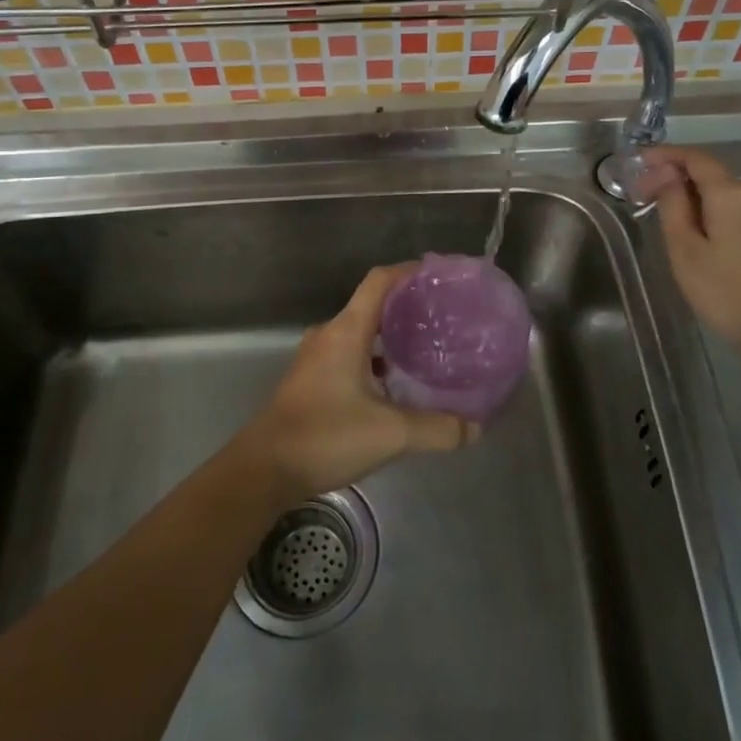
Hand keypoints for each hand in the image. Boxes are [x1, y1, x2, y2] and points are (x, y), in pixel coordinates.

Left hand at [236, 264, 479, 498]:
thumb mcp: (390, 434)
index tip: (440, 276)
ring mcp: (317, 357)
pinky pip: (350, 354)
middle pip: (372, 305)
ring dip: (391, 336)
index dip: (410, 272)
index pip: (380, 281)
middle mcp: (329, 335)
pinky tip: (396, 384)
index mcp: (346, 331)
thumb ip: (437, 429)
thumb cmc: (325, 436)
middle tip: (444, 317)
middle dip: (408, 307)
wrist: (264, 469)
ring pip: (361, 333)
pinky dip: (375, 359)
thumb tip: (476, 428)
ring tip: (427, 349)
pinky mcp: (312, 380)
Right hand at [646, 147, 740, 356]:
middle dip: (676, 178)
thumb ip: (672, 205)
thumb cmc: (724, 291)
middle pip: (710, 174)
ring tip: (663, 216)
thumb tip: (667, 174)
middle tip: (643, 196)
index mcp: (732, 194)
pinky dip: (711, 211)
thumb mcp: (684, 248)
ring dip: (692, 197)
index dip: (665, 155)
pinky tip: (694, 231)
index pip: (696, 158)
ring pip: (723, 193)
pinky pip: (736, 209)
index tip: (638, 162)